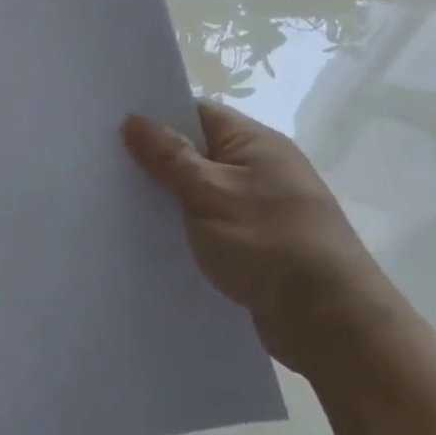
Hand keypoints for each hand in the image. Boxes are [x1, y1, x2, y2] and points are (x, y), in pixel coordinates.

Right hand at [122, 101, 402, 375]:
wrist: (330, 321)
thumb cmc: (269, 243)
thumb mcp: (210, 193)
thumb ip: (169, 156)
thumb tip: (133, 119)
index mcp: (256, 143)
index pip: (197, 113)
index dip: (156, 116)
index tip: (112, 127)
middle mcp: (262, 168)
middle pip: (197, 151)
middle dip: (156, 159)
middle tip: (105, 167)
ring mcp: (262, 208)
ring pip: (201, 191)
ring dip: (169, 198)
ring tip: (118, 203)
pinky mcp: (258, 244)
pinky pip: (211, 223)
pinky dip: (185, 227)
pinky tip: (154, 239)